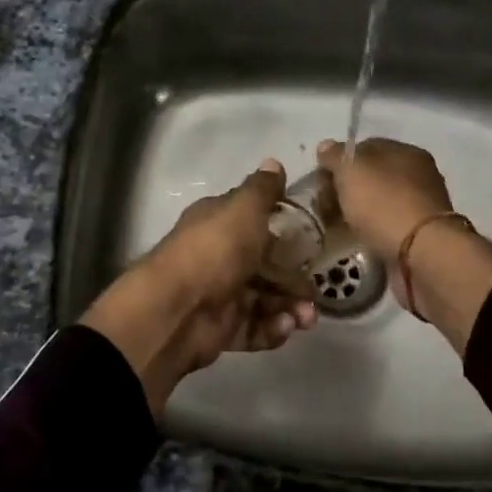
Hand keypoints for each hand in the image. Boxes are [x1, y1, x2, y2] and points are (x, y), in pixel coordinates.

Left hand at [81, 159, 318, 414]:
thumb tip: (273, 162)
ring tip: (305, 318)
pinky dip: (272, 329)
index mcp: (219, 223)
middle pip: (265, 266)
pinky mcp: (221, 329)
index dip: (282, 229)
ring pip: (264, 299)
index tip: (312, 240)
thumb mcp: (243, 209)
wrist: (177, 309)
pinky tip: (285, 327)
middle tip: (314, 293)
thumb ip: (262, 190)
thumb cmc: (215, 250)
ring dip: (290, 307)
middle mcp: (219, 256)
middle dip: (294, 280)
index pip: (254, 221)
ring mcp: (220, 294)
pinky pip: (254, 328)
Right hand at [315, 137, 454, 261]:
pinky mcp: (419, 235)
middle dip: (346, 189)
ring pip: (378, 202)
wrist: (422, 255)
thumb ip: (335, 156)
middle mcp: (418, 175)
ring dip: (357, 212)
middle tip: (324, 206)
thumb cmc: (385, 204)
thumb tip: (326, 147)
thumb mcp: (351, 172)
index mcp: (406, 152)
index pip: (365, 147)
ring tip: (335, 226)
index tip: (321, 180)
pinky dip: (370, 230)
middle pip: (372, 176)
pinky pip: (386, 226)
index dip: (339, 161)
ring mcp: (421, 206)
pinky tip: (356, 239)